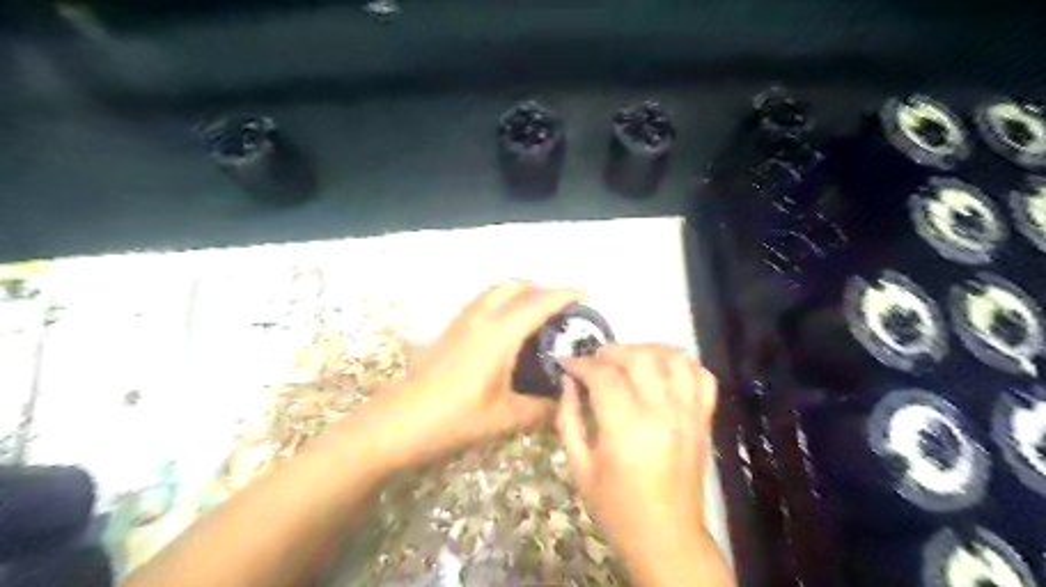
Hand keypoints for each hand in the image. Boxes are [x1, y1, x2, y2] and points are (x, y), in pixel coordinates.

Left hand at [347, 281, 584, 472]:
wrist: (400, 421)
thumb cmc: (455, 418)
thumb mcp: (505, 418)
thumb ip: (540, 409)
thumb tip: (564, 404)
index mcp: (500, 333)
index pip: (539, 303)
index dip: (564, 295)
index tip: (585, 293)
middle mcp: (482, 317)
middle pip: (516, 286)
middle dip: (542, 289)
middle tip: (562, 309)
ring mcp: (463, 320)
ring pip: (497, 290)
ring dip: (520, 293)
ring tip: (537, 314)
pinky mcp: (451, 328)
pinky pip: (483, 301)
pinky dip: (502, 301)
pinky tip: (506, 328)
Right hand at [555, 343, 719, 577]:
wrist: (666, 536)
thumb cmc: (616, 506)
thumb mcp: (579, 466)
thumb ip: (569, 418)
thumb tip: (568, 381)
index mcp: (626, 426)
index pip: (602, 375)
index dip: (580, 363)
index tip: (567, 364)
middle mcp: (662, 411)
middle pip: (638, 357)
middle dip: (611, 351)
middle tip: (595, 362)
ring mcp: (688, 413)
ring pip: (674, 358)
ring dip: (648, 350)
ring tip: (629, 360)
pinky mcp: (704, 419)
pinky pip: (702, 377)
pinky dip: (684, 365)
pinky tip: (664, 372)